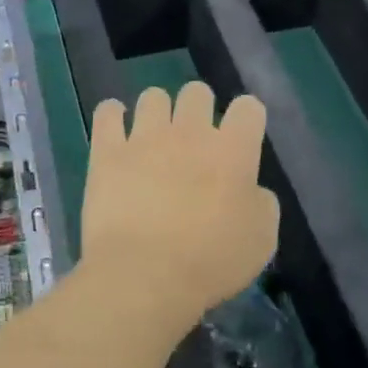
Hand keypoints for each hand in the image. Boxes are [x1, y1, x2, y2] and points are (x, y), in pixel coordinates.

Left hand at [82, 83, 279, 327]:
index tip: (240, 138)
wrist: (144, 275)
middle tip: (193, 140)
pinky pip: (107, 112)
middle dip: (199, 109)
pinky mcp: (106, 151)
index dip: (246, 119)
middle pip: (197, 92)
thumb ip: (260, 203)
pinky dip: (112, 116)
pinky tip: (115, 129)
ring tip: (153, 137)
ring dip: (157, 112)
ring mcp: (144, 138)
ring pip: (152, 97)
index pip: (248, 108)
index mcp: (233, 151)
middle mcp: (189, 133)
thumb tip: (249, 188)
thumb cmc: (210, 263)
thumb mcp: (261, 240)